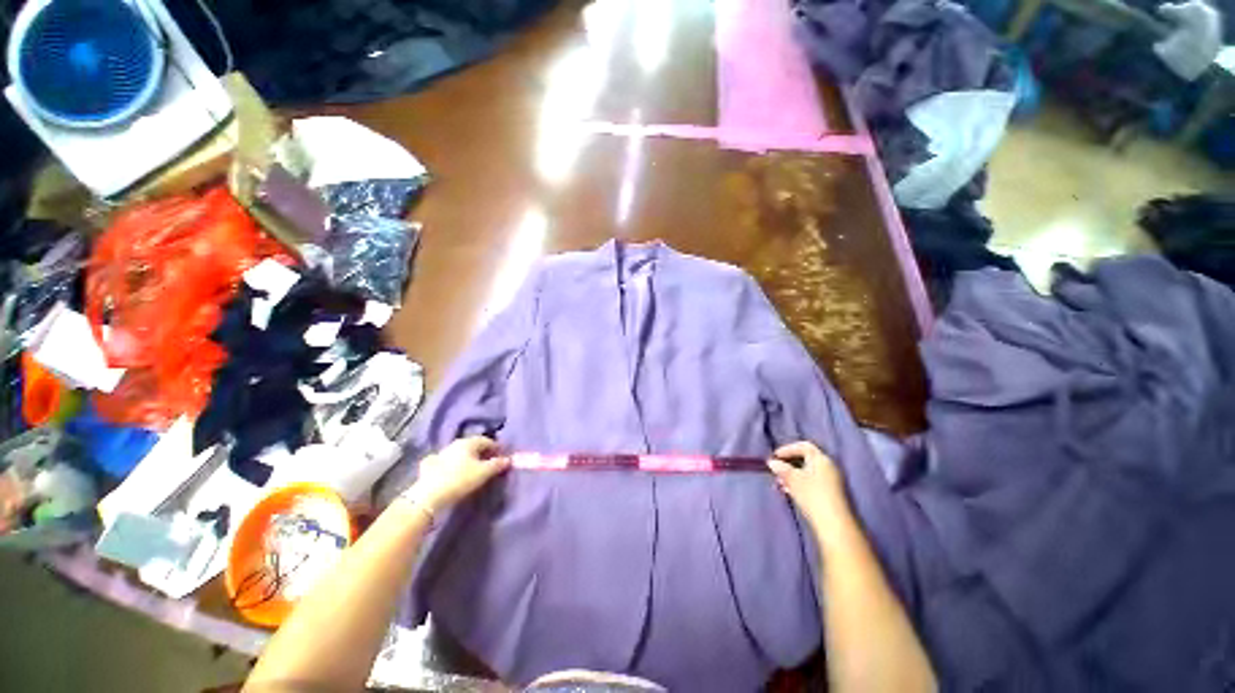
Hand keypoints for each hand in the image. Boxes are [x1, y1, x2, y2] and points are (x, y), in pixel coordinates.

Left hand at [407, 436, 509, 513]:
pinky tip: (450, 470)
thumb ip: (497, 464)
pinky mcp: (429, 466)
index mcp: (468, 442)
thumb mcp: (484, 472)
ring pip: (458, 453)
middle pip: (472, 445)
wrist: (429, 495)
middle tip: (489, 462)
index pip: (486, 441)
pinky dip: (451, 464)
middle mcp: (454, 444)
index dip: (496, 448)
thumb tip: (509, 459)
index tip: (502, 457)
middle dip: (482, 452)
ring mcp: (440, 454)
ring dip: (466, 458)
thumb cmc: (461, 480)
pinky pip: (444, 461)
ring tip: (472, 468)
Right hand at [767, 441, 848, 529]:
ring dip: (792, 476)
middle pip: (806, 459)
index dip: (788, 449)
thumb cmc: (812, 495)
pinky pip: (812, 482)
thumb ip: (781, 468)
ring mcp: (832, 481)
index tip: (775, 456)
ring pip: (808, 472)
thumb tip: (772, 462)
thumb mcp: (793, 479)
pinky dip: (800, 484)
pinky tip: (790, 492)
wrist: (834, 524)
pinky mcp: (831, 494)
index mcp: (821, 459)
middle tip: (776, 471)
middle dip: (788, 464)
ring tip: (780, 484)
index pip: (804, 446)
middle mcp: (828, 466)